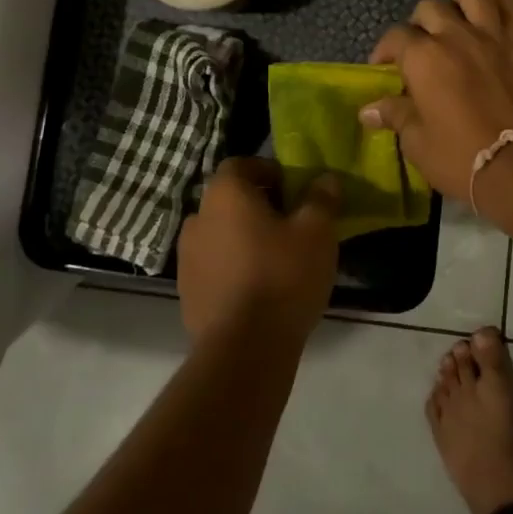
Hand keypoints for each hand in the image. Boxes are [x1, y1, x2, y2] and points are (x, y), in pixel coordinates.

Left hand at [178, 159, 340, 343]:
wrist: (244, 349)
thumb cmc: (283, 275)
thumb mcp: (317, 231)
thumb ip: (321, 198)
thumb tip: (325, 179)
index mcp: (225, 195)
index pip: (240, 164)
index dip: (268, 170)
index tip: (293, 190)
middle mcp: (198, 218)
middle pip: (230, 199)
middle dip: (258, 205)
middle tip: (291, 223)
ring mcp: (187, 258)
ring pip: (221, 233)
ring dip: (244, 237)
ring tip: (276, 258)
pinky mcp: (187, 292)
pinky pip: (214, 266)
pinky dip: (233, 267)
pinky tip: (259, 288)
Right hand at [362, 0, 512, 201]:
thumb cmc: (459, 157)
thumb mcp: (417, 141)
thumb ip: (395, 115)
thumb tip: (368, 110)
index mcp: (423, 57)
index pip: (395, 37)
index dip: (384, 50)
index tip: (384, 68)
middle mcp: (455, 36)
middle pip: (430, 9)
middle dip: (418, 24)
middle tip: (419, 47)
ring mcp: (491, 37)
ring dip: (458, 3)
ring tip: (455, 21)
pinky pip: (512, 8)